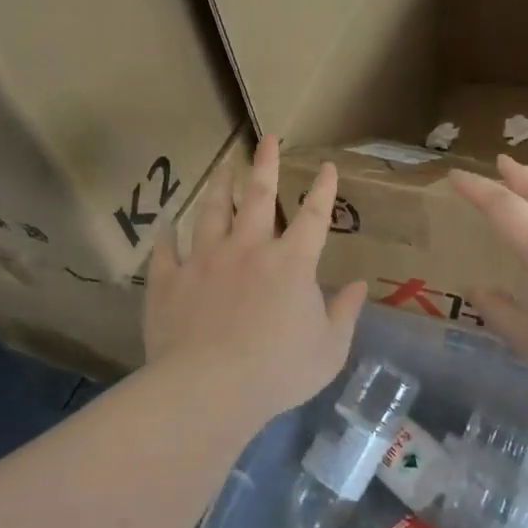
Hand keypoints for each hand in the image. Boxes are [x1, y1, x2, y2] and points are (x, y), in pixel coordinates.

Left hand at [145, 134, 367, 417]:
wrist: (209, 388)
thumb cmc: (278, 371)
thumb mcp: (329, 349)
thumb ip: (345, 313)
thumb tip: (361, 285)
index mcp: (291, 262)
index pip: (313, 216)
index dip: (323, 190)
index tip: (327, 167)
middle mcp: (248, 249)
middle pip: (257, 197)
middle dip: (265, 165)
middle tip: (265, 138)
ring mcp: (205, 260)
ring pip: (211, 213)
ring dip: (219, 187)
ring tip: (223, 166)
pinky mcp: (170, 280)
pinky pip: (166, 251)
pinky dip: (167, 236)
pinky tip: (167, 224)